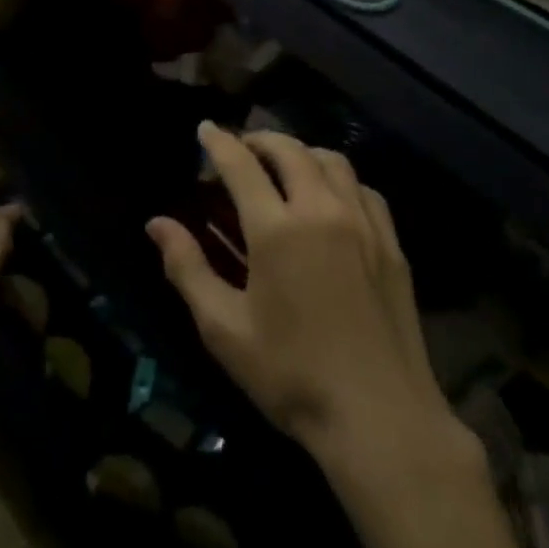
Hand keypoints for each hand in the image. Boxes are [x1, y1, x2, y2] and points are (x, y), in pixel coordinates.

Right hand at [147, 124, 447, 456]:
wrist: (380, 418)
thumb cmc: (292, 376)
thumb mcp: (224, 329)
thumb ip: (187, 268)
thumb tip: (156, 223)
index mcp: (276, 229)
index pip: (241, 165)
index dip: (219, 142)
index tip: (204, 128)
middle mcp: (321, 210)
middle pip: (289, 150)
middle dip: (260, 140)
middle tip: (241, 149)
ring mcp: (362, 223)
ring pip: (332, 160)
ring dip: (301, 152)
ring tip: (284, 165)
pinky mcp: (391, 243)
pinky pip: (363, 189)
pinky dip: (339, 178)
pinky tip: (331, 196)